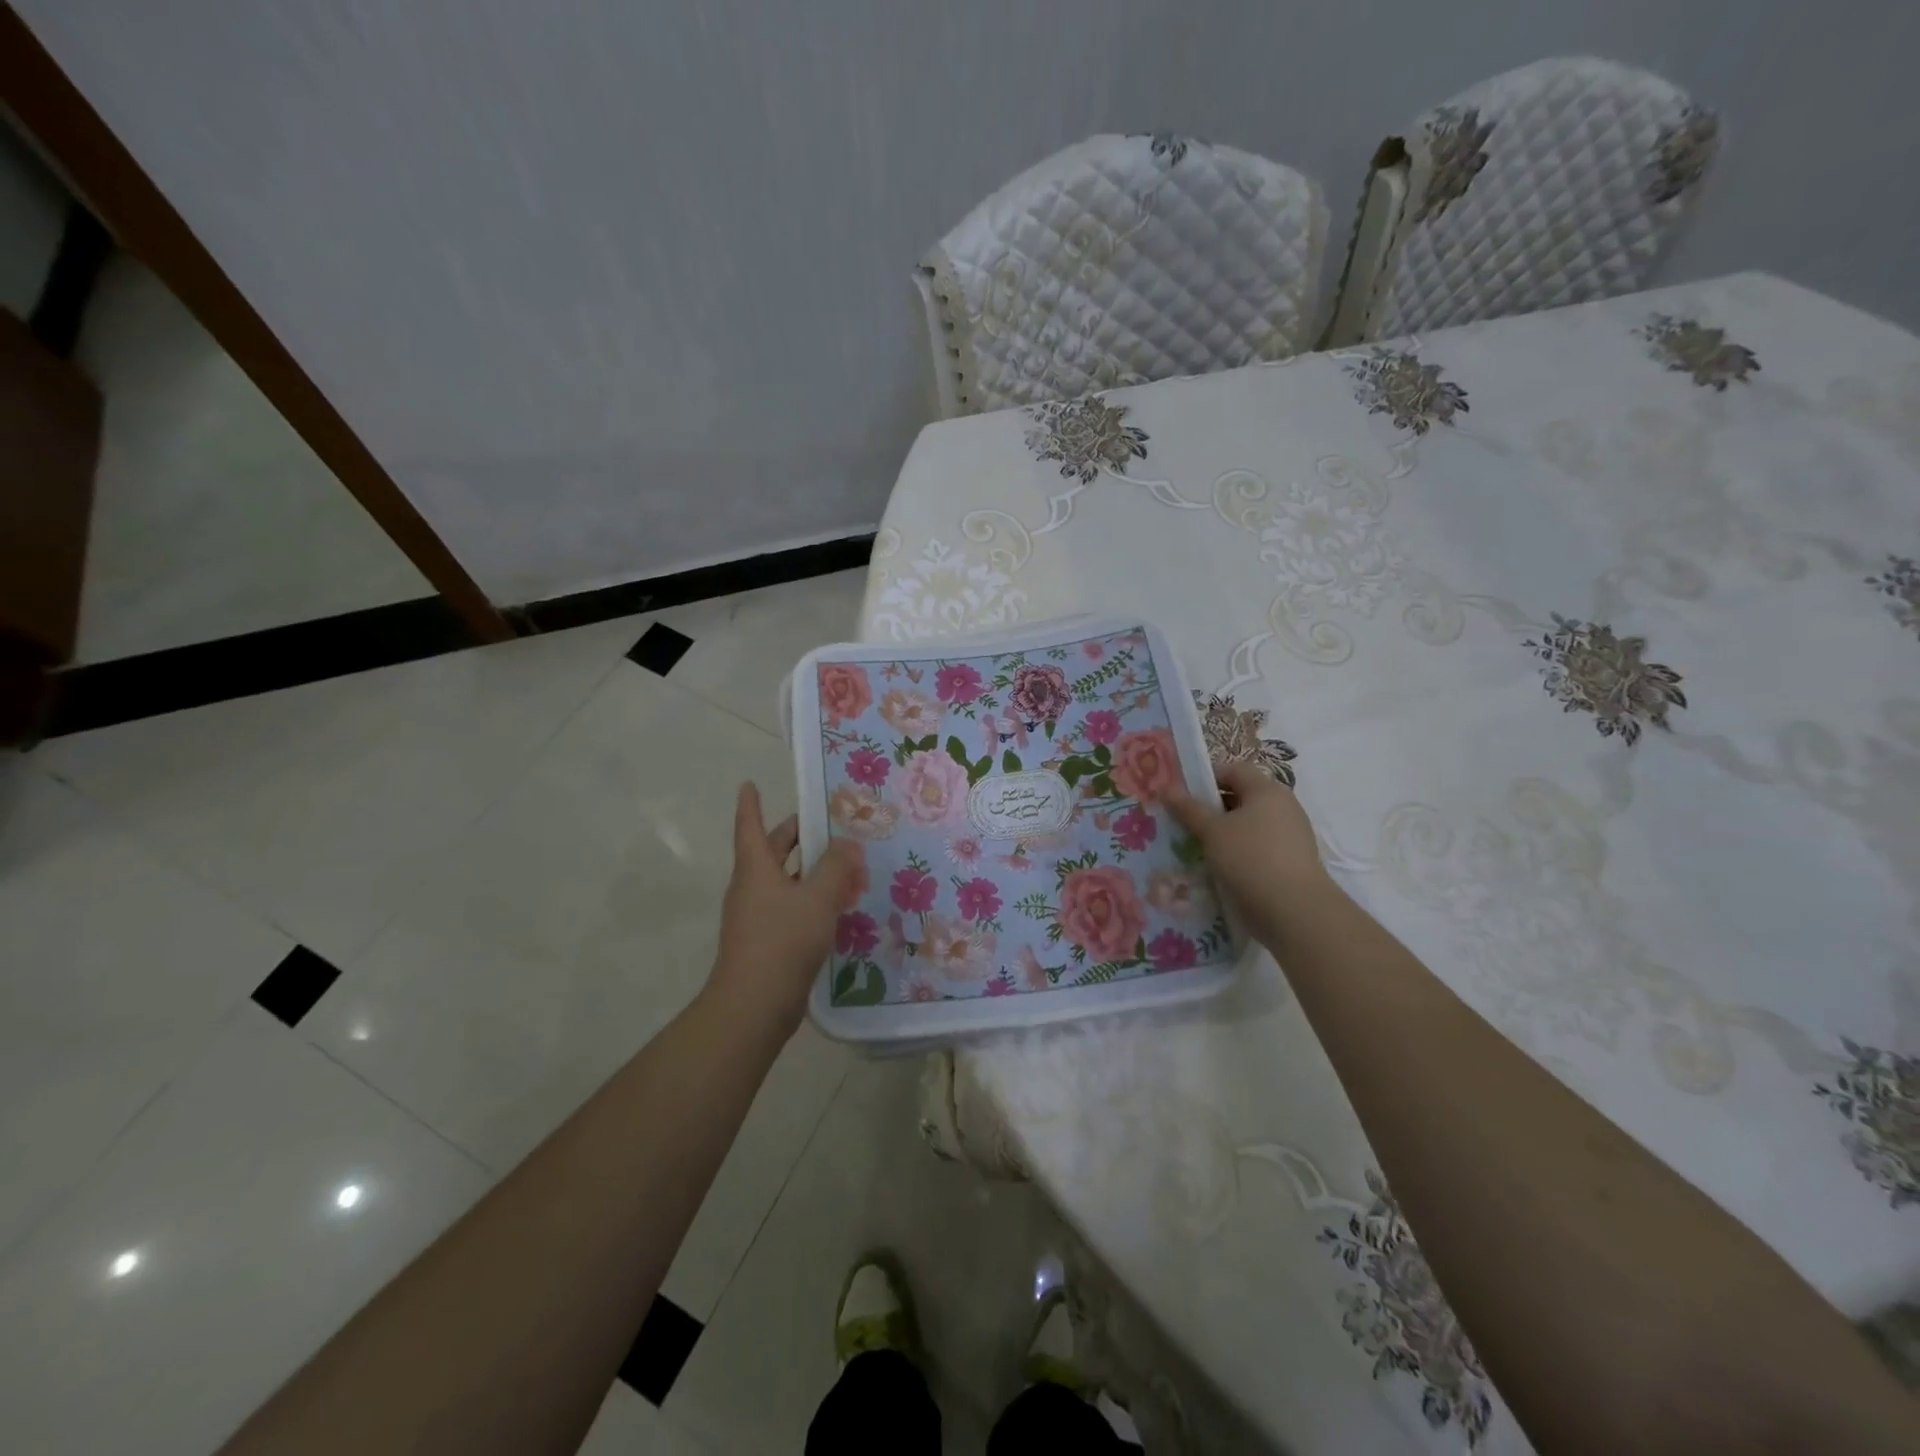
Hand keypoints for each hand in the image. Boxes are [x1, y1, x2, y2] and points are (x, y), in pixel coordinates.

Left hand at [705, 781, 860, 1037]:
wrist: (755, 1005)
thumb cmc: (782, 940)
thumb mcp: (817, 897)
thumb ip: (836, 866)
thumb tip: (847, 844)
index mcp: (755, 868)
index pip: (749, 825)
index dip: (750, 804)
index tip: (748, 784)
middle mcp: (752, 887)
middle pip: (772, 851)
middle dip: (797, 836)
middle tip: (827, 825)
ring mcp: (757, 916)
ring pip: (786, 881)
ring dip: (812, 871)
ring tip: (846, 866)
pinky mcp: (768, 941)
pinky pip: (791, 908)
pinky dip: (812, 900)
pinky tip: (839, 907)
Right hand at [1164, 761, 1331, 946]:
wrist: (1294, 910)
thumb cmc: (1250, 858)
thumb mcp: (1212, 831)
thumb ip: (1188, 808)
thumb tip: (1166, 788)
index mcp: (1266, 789)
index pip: (1232, 770)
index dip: (1205, 779)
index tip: (1182, 797)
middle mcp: (1283, 806)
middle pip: (1241, 797)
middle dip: (1211, 808)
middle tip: (1184, 823)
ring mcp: (1291, 834)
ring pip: (1249, 824)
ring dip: (1224, 833)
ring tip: (1198, 848)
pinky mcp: (1292, 860)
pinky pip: (1259, 847)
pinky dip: (1240, 852)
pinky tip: (1222, 868)